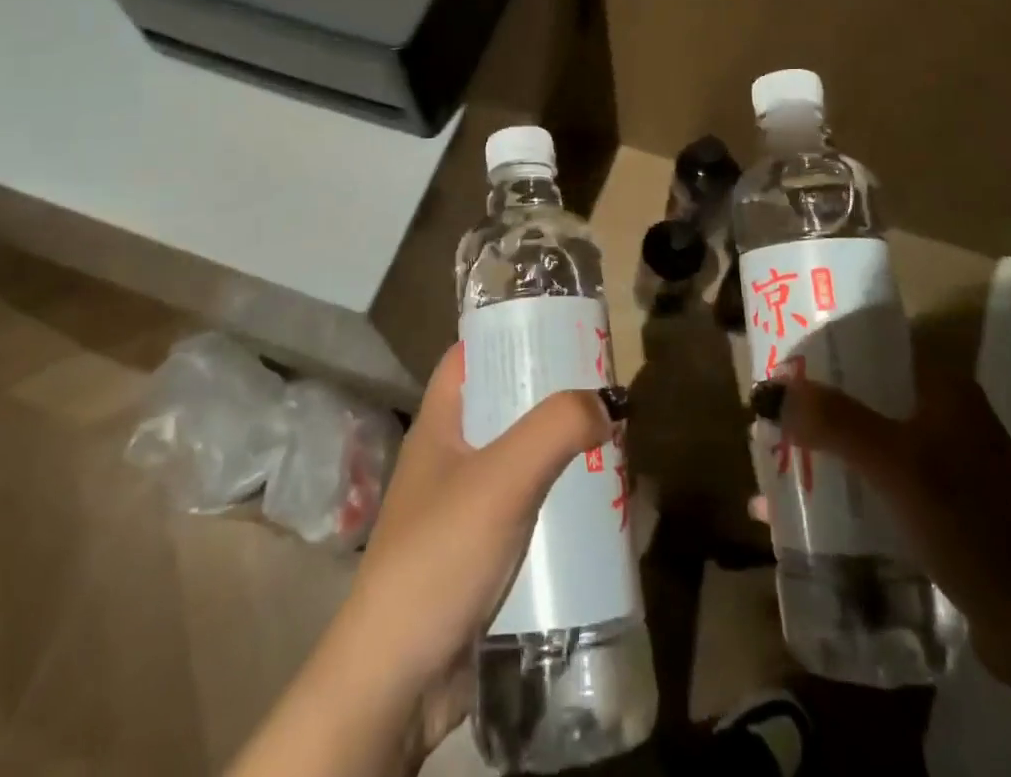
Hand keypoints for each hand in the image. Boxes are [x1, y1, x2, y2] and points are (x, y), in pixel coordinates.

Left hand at [230, 346, 611, 776]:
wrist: (397, 680)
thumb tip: (606, 402)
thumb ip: (555, 429)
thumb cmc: (440, 556)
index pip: (471, 355)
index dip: (510, 335)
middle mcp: (449, 455)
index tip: (562, 330)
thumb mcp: (502, 479)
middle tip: (604, 392)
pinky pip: (527, 507)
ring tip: (613, 446)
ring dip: (561, 451)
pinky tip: (596, 509)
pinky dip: (558, 500)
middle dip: (551, 397)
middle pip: (504, 405)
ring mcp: (463, 506)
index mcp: (441, 423)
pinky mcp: (480, 552)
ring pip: (520, 458)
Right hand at [758, 357, 1010, 776]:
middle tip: (761, 410)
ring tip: (768, 458)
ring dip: (818, 448)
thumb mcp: (895, 463)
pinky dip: (838, 489)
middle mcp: (940, 415)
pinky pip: (873, 483)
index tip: (775, 352)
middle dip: (809, 403)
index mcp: (940, 386)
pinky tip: (796, 513)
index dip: (823, 343)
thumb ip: (832, 420)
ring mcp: (940, 465)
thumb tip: (764, 390)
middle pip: (861, 393)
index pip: (873, 342)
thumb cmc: (971, 521)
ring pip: (863, 440)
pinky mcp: (936, 510)